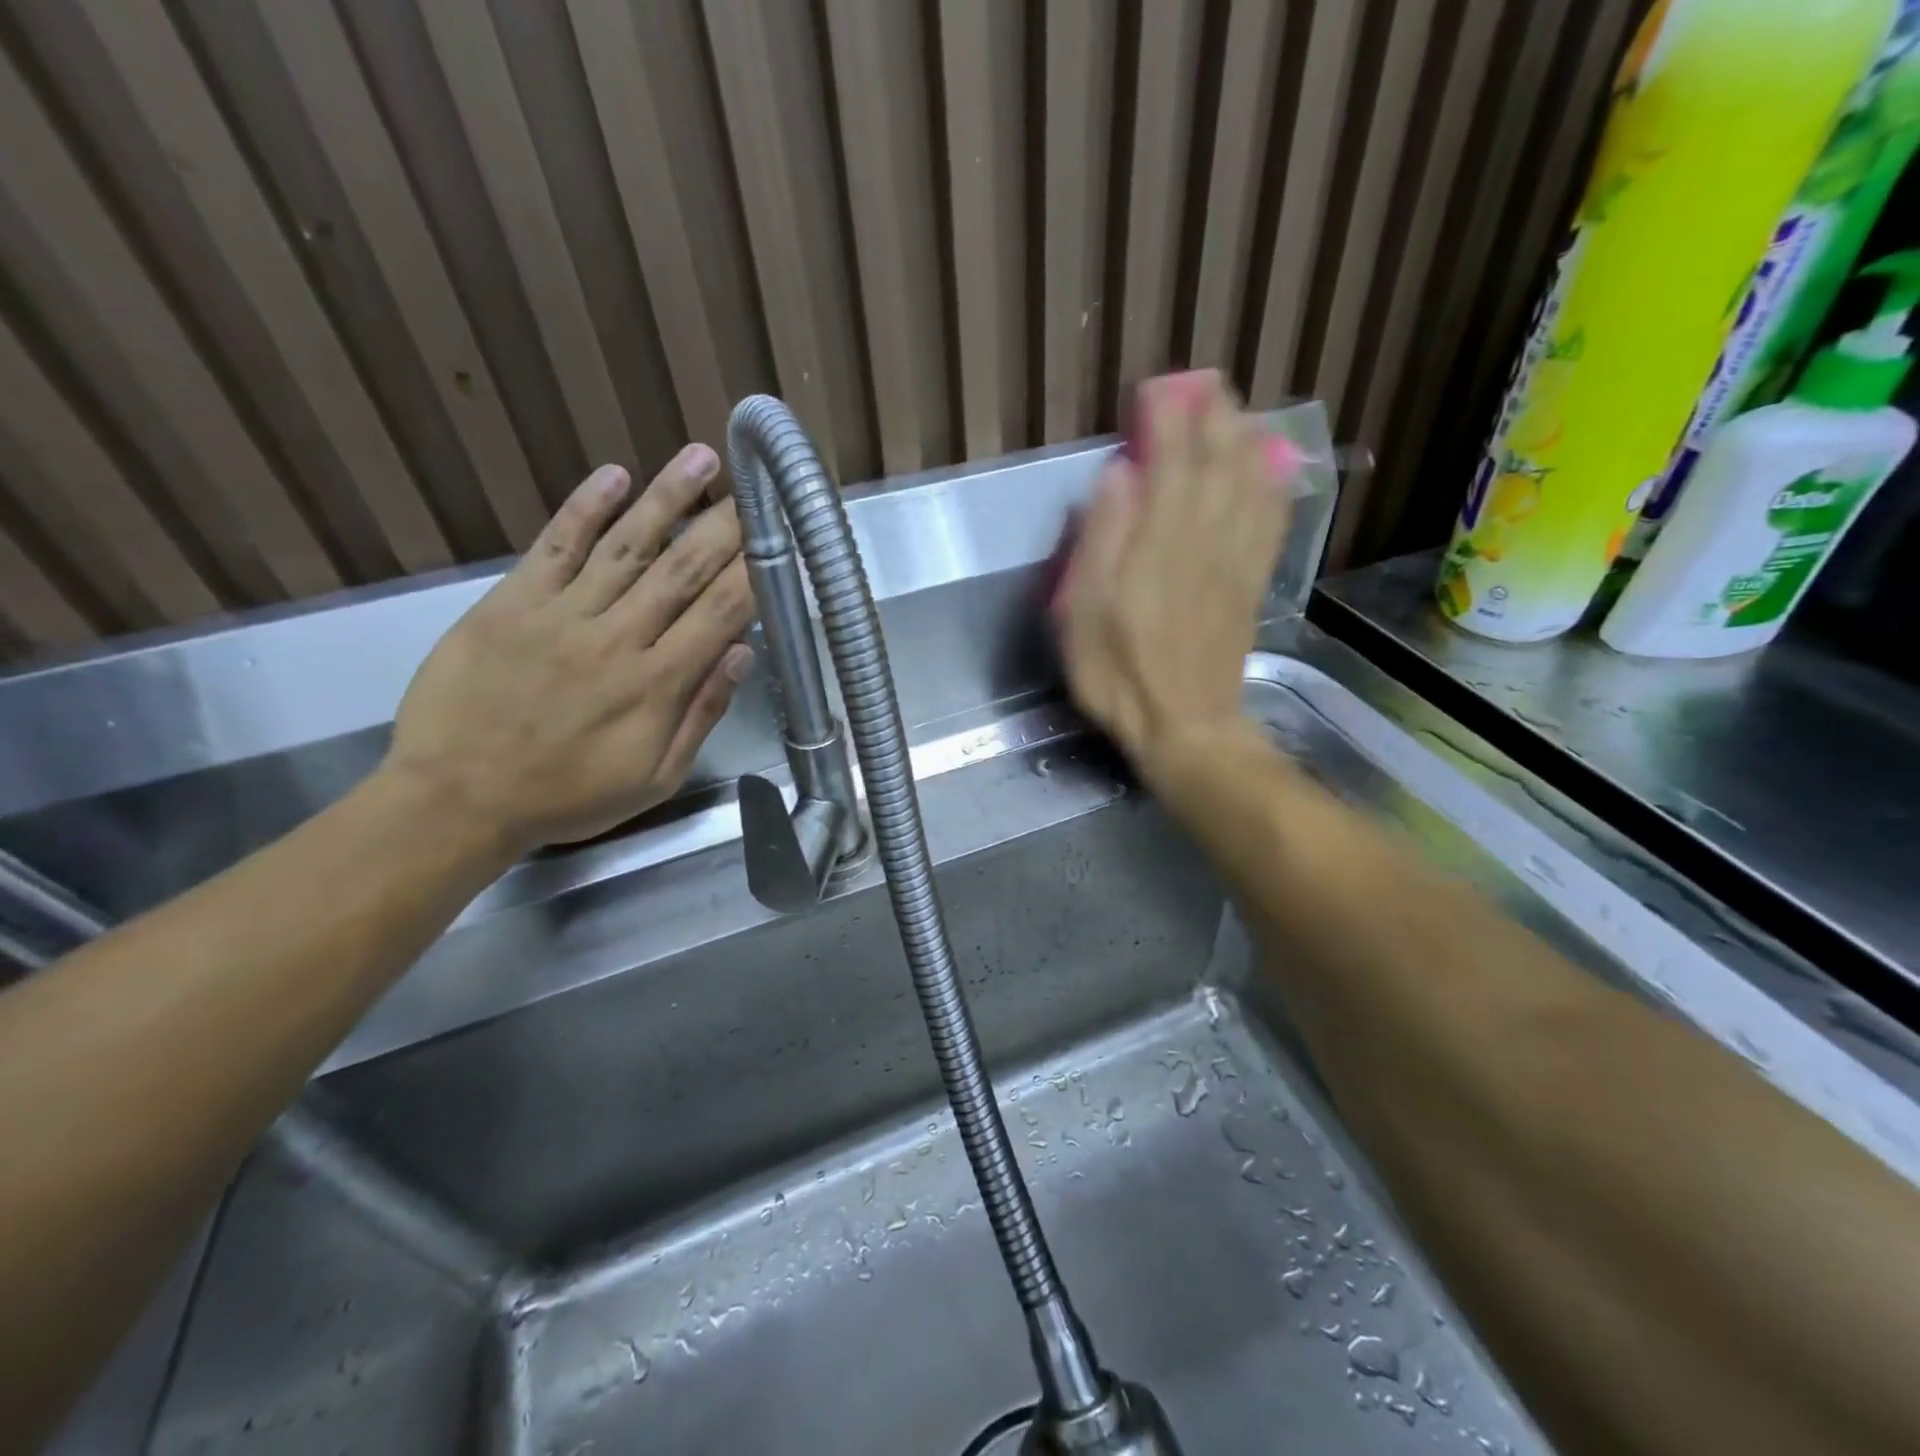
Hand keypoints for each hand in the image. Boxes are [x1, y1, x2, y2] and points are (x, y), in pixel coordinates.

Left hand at [385, 446, 754, 851]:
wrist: (457, 798)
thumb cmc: (568, 796)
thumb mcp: (655, 778)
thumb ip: (701, 714)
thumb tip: (741, 653)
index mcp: (656, 685)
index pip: (718, 614)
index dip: (752, 572)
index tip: (776, 538)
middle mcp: (617, 638)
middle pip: (681, 570)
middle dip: (723, 526)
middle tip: (754, 486)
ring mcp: (561, 614)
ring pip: (626, 546)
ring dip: (666, 498)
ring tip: (701, 458)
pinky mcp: (511, 603)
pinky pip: (554, 546)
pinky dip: (585, 508)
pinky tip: (614, 475)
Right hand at [1054, 371, 1297, 784]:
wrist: (1184, 727)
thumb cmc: (1119, 674)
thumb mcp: (1084, 613)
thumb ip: (1100, 539)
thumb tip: (1116, 474)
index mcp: (1159, 541)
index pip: (1170, 459)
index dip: (1166, 418)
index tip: (1156, 390)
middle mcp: (1205, 537)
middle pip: (1218, 460)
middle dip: (1214, 416)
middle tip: (1205, 386)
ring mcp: (1236, 559)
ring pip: (1250, 482)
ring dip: (1246, 439)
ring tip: (1237, 413)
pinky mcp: (1253, 582)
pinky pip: (1270, 521)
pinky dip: (1273, 486)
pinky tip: (1273, 469)